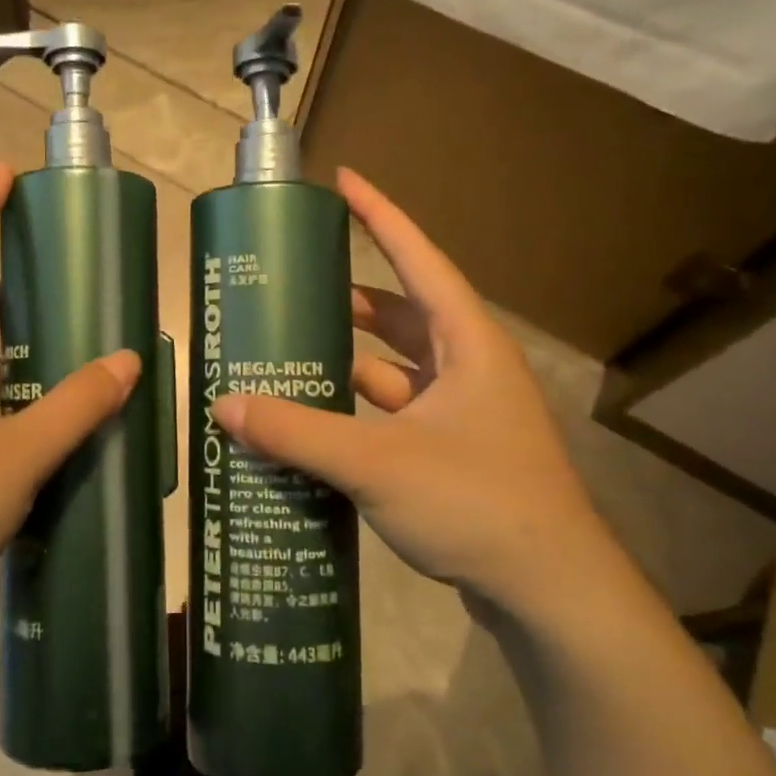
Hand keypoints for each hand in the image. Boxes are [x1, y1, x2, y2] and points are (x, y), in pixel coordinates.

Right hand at [211, 169, 615, 618]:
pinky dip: (358, 408)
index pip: (418, 257)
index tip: (343, 180)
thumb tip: (224, 407)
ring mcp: (464, 412)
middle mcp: (469, 367)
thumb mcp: (378, 463)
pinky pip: (395, 411)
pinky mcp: (454, 451)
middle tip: (293, 284)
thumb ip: (298, 433)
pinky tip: (316, 418)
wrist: (551, 594)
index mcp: (467, 343)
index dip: (380, 215)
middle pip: (402, 312)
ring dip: (350, 358)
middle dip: (350, 296)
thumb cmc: (478, 503)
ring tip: (290, 349)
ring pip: (397, 367)